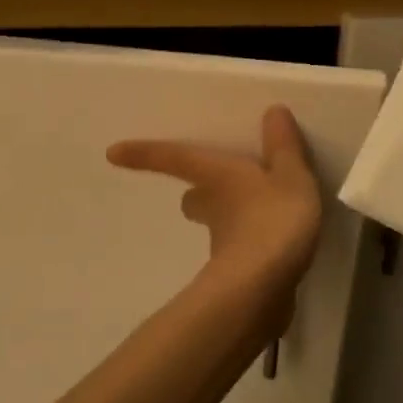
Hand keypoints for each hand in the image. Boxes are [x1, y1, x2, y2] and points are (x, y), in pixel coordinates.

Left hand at [107, 106, 323, 305]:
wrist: (262, 290)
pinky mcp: (238, 276)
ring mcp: (222, 247)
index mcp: (217, 177)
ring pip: (216, 227)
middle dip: (198, 194)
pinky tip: (275, 248)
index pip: (174, 160)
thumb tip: (273, 112)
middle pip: (193, 200)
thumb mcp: (290, 176)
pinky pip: (241, 253)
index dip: (144, 154)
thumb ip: (284, 147)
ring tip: (254, 214)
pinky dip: (252, 247)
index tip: (112, 153)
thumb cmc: (272, 220)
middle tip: (205, 188)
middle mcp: (213, 209)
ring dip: (227, 220)